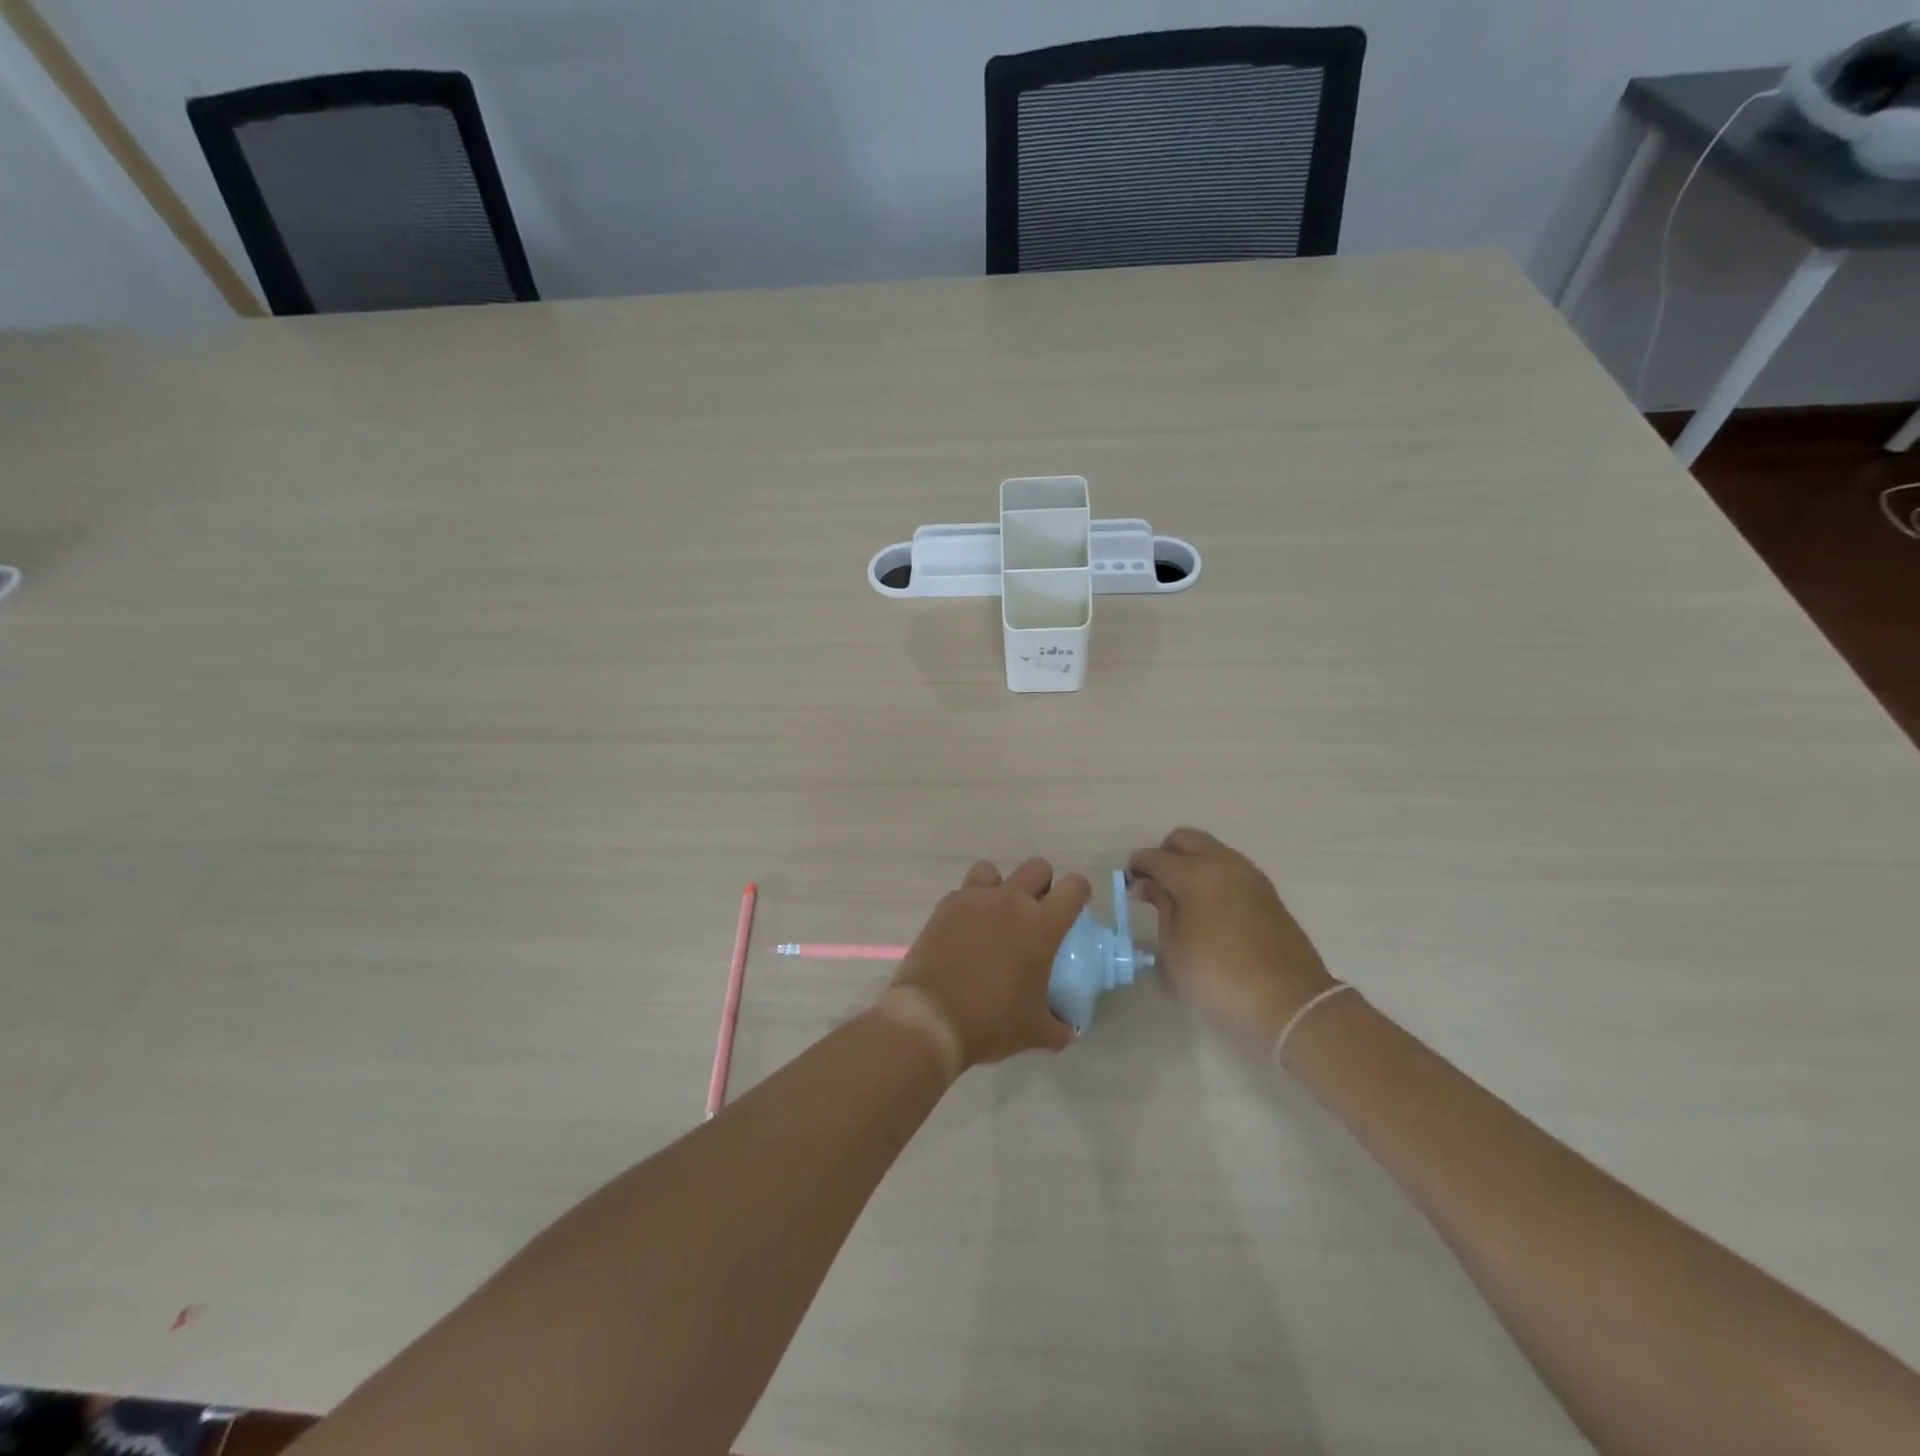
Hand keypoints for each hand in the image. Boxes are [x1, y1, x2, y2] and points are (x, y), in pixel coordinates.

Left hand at [883, 858, 1086, 1070]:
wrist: (931, 1019)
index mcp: (1042, 924)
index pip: (1074, 887)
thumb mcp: (1035, 1031)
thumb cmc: (991, 1022)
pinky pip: (963, 892)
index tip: (1071, 913)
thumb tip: (1065, 1029)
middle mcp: (1010, 901)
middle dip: (1041, 886)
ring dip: (1000, 887)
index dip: (1077, 894)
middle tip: (1034, 917)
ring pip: (994, 871)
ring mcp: (974, 899)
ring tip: (994, 917)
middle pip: (1037, 867)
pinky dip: (968, 905)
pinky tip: (964, 932)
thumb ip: (1057, 1026)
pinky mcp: (945, 907)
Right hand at [1128, 828, 1336, 1041]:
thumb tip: (1149, 884)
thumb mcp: (1175, 946)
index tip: (1128, 883)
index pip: (1155, 857)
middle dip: (1164, 853)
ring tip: (1180, 896)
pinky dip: (1212, 873)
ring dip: (1191, 861)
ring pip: (1210, 849)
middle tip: (1155, 883)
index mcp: (1195, 873)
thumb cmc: (1219, 975)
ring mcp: (1248, 874)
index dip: (1137, 866)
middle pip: (1185, 839)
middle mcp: (1222, 863)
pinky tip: (1207, 904)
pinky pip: (1229, 866)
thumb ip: (1161, 906)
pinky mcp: (1266, 890)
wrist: (1288, 998)